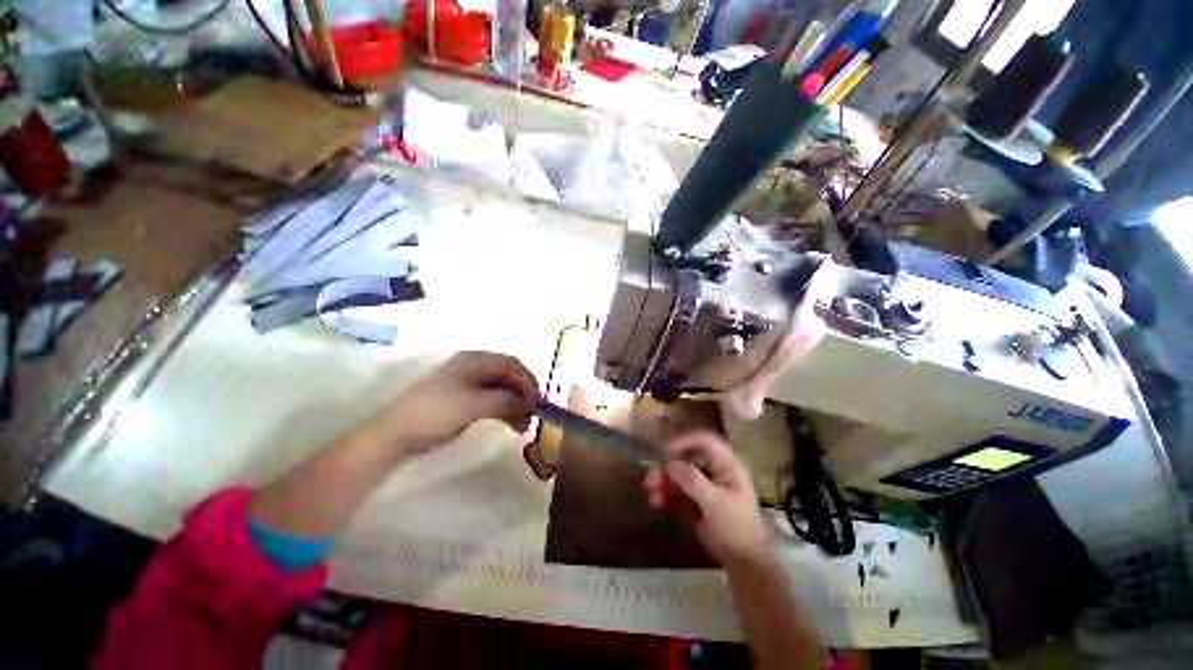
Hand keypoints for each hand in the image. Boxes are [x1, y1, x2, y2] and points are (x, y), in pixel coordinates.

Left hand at [373, 351, 539, 454]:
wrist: (394, 435)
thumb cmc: (435, 413)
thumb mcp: (474, 405)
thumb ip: (506, 401)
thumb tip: (531, 401)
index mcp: (475, 361)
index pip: (512, 364)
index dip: (528, 381)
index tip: (537, 402)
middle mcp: (474, 368)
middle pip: (508, 376)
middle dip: (522, 395)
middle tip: (531, 416)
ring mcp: (468, 384)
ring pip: (501, 390)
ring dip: (515, 405)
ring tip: (521, 426)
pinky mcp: (463, 400)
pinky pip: (492, 400)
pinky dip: (503, 410)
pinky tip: (510, 423)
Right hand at [644, 431, 771, 568]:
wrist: (744, 563)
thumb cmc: (736, 528)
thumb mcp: (715, 503)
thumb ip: (693, 481)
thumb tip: (669, 463)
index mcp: (728, 465)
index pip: (706, 441)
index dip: (685, 441)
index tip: (665, 449)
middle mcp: (716, 470)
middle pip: (688, 458)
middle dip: (669, 466)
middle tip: (652, 477)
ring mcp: (706, 485)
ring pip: (680, 474)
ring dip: (664, 481)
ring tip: (650, 491)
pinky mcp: (697, 499)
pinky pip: (678, 490)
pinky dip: (667, 494)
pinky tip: (656, 502)